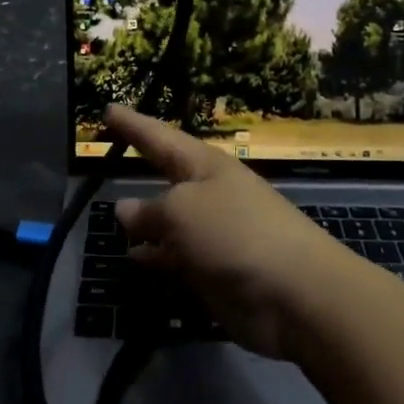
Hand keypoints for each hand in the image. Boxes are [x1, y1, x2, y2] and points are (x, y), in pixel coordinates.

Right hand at [108, 105, 353, 359]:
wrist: (295, 294)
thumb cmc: (236, 233)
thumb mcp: (183, 212)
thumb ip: (150, 211)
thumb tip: (125, 209)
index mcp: (205, 166)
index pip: (160, 137)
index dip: (133, 124)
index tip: (108, 109)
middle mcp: (209, 194)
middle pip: (167, 175)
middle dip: (142, 164)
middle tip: (110, 153)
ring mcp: (213, 234)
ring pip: (169, 219)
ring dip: (144, 219)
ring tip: (111, 218)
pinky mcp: (215, 270)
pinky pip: (176, 256)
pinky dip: (155, 256)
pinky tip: (133, 259)